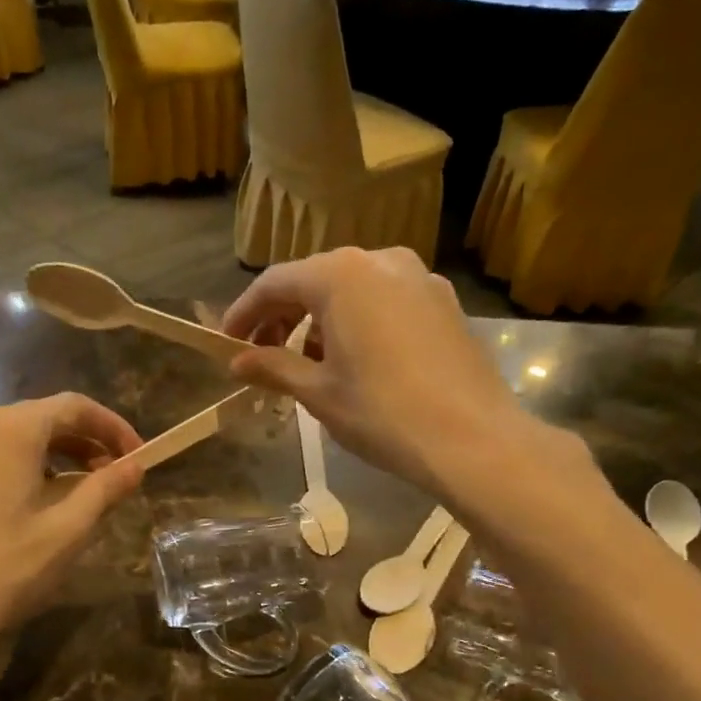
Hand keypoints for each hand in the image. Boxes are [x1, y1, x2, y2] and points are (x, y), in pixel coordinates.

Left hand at [0, 394, 141, 673]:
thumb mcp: (66, 534)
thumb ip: (105, 490)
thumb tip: (135, 466)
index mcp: (9, 431)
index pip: (73, 406)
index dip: (112, 427)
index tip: (135, 457)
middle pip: (33, 421)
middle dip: (77, 445)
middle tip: (105, 478)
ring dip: (38, 462)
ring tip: (57, 501)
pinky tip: (1, 520)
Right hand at [223, 249, 575, 496]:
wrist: (473, 439)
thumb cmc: (383, 413)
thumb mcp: (318, 392)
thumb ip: (273, 367)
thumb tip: (237, 363)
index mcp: (341, 276)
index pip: (275, 282)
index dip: (245, 312)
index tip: (228, 342)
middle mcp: (380, 261)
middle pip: (315, 280)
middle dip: (283, 315)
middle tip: (263, 355)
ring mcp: (419, 278)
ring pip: (352, 289)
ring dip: (321, 320)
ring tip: (309, 363)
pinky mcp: (443, 302)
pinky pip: (385, 300)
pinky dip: (358, 321)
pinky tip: (357, 360)